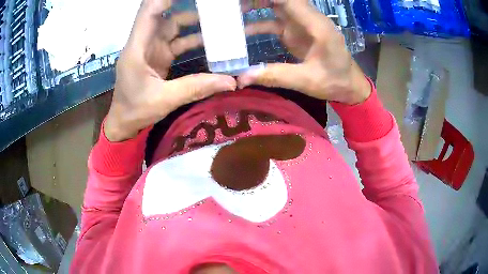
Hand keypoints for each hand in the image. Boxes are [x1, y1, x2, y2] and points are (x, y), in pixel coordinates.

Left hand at [105, 0, 236, 141]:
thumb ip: (196, 87)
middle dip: (187, 6)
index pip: (149, 12)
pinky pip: (178, 41)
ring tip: (219, 18)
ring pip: (173, 25)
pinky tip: (212, 39)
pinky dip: (193, 39)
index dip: (164, 0)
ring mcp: (152, 48)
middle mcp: (144, 42)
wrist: (124, 124)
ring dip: (194, 21)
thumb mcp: (165, 100)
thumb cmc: (136, 111)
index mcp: (137, 48)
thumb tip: (231, 81)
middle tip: (213, 6)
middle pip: (165, 15)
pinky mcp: (159, 56)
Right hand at [238, 0, 370, 104]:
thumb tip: (242, 78)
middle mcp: (308, 19)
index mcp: (316, 25)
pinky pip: (274, 21)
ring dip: (255, 6)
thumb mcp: (307, 80)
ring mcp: (301, 24)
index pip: (291, 0)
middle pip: (281, 0)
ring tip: (232, 11)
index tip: (245, 0)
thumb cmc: (335, 81)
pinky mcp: (295, 32)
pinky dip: (258, 23)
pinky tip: (242, 30)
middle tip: (232, 5)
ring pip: (276, 6)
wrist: (348, 86)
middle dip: (258, 0)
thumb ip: (276, 76)